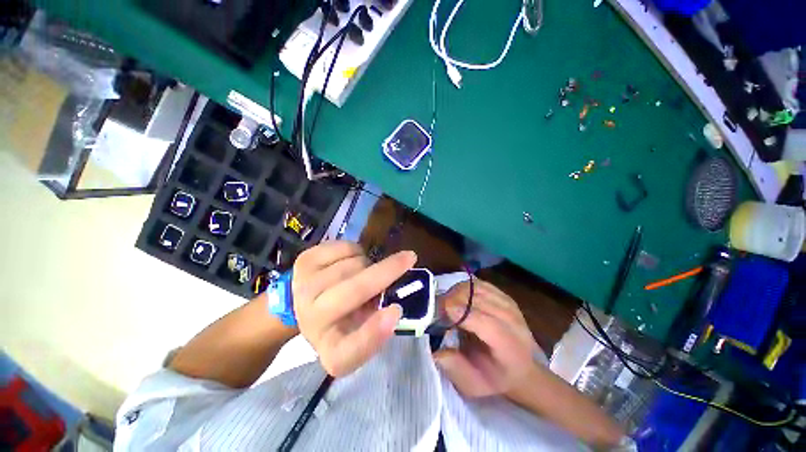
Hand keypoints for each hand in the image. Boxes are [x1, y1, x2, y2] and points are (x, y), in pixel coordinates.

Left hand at [292, 241, 415, 376]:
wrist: (306, 301)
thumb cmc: (344, 317)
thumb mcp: (364, 329)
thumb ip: (380, 322)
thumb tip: (395, 305)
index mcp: (331, 348)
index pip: (349, 353)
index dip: (374, 334)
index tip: (396, 312)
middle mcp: (313, 321)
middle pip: (353, 292)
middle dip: (386, 271)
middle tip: (409, 258)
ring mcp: (304, 287)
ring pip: (353, 264)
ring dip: (369, 264)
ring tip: (365, 272)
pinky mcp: (304, 262)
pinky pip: (344, 248)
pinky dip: (357, 250)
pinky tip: (351, 261)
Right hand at [433, 280, 539, 397]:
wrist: (523, 367)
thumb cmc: (496, 378)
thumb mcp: (475, 384)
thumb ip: (456, 368)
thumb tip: (436, 350)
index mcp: (509, 345)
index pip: (486, 322)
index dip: (461, 313)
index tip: (440, 312)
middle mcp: (512, 320)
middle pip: (478, 300)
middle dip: (452, 300)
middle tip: (437, 309)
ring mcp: (508, 304)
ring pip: (475, 289)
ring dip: (456, 293)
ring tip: (446, 304)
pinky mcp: (503, 295)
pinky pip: (478, 284)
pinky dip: (464, 288)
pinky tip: (458, 298)